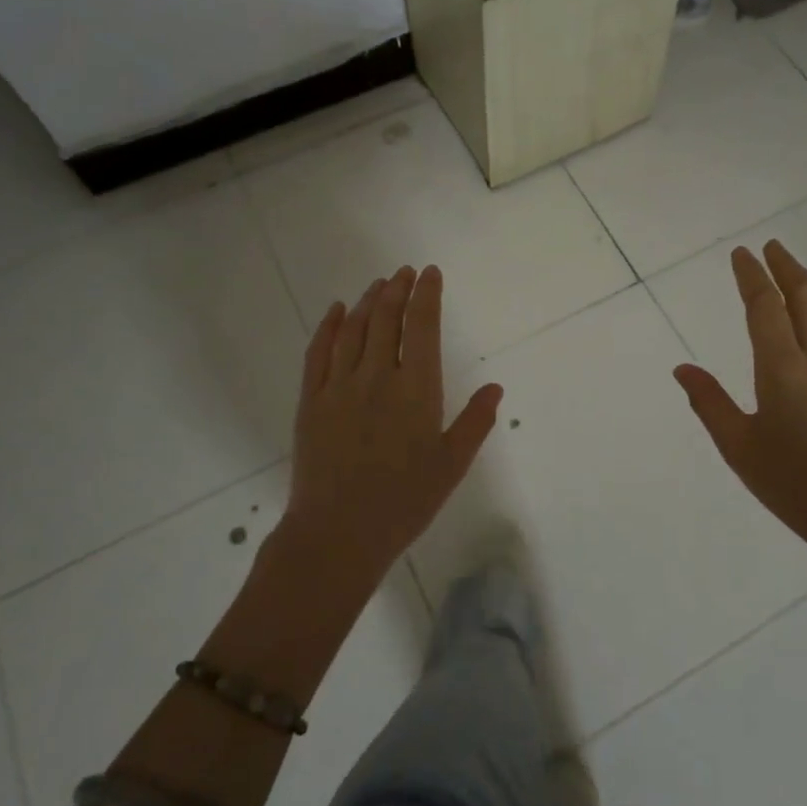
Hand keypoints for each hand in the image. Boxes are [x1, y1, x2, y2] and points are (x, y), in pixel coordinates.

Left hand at [281, 265, 502, 582]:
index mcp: (415, 389)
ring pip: (354, 329)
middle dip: (398, 289)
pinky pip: (318, 353)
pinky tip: (337, 311)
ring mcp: (338, 386)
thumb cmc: (403, 502)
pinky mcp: (311, 401)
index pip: (422, 326)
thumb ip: (475, 422)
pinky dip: (329, 326)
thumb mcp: (451, 465)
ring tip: (379, 284)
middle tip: (405, 272)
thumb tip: (496, 387)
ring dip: (368, 301)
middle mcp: (376, 377)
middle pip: (386, 319)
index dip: (427, 295)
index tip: (430, 273)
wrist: (338, 533)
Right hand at [674, 241, 806, 569]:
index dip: (752, 276)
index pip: (765, 306)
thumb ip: (708, 403)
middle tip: (770, 247)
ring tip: (796, 270)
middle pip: (805, 294)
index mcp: (783, 370)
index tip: (741, 254)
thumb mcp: (740, 448)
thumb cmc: (795, 485)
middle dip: (785, 266)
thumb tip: (682, 369)